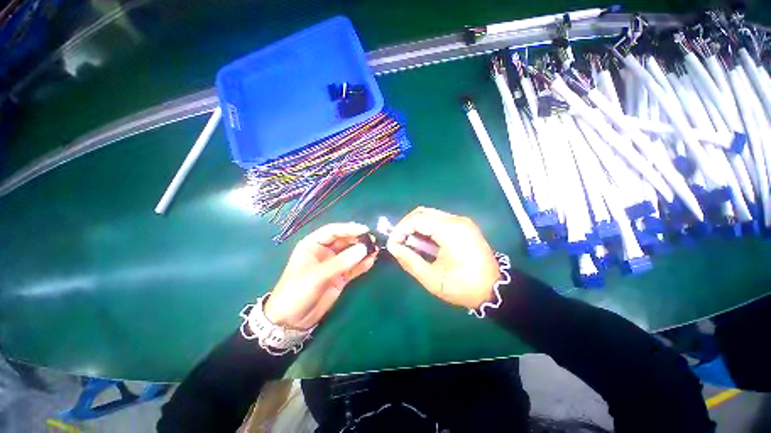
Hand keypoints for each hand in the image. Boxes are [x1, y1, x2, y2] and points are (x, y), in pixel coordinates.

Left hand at [264, 223, 377, 329]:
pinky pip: (353, 267)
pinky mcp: (340, 276)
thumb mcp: (317, 275)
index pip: (333, 231)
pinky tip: (371, 261)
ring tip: (376, 250)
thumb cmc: (297, 291)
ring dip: (363, 251)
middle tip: (373, 240)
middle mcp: (324, 251)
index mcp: (313, 245)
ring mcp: (333, 264)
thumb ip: (341, 262)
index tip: (365, 230)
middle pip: (344, 240)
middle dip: (358, 239)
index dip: (349, 228)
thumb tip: (364, 249)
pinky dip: (362, 264)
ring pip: (350, 253)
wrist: (292, 320)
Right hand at [387, 207, 500, 309]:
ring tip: (409, 244)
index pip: (418, 219)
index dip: (400, 229)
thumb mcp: (432, 279)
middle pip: (423, 212)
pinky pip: (438, 220)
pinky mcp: (463, 225)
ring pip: (430, 214)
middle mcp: (457, 220)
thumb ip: (410, 261)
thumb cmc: (463, 287)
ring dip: (416, 226)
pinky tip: (424, 242)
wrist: (494, 290)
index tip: (393, 243)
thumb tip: (393, 247)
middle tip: (399, 242)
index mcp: (451, 231)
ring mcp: (462, 221)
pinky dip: (426, 228)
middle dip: (406, 225)